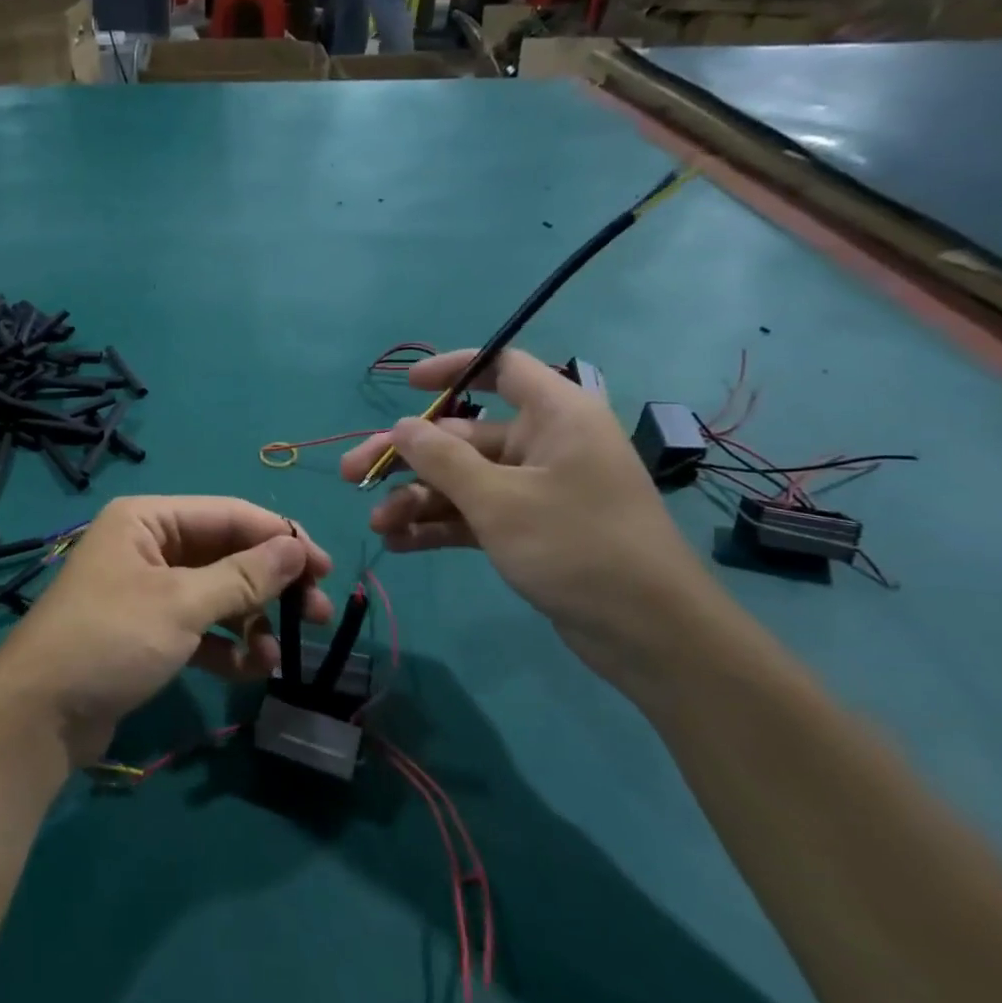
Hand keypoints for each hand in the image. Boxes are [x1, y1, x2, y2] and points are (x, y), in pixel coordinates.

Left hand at [0, 498, 331, 764]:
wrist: (38, 717)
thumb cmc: (110, 640)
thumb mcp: (181, 605)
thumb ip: (243, 576)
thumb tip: (298, 548)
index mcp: (148, 519)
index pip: (229, 515)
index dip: (281, 538)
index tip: (326, 569)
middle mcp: (148, 545)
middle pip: (226, 554)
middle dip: (271, 586)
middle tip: (319, 615)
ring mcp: (146, 590)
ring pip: (216, 594)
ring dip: (251, 622)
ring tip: (277, 657)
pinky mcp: (146, 632)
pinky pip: (198, 627)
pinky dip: (224, 645)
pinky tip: (248, 671)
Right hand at [339, 349, 715, 687]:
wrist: (649, 635)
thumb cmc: (578, 546)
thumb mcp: (499, 500)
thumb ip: (442, 459)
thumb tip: (400, 426)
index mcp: (555, 415)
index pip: (502, 367)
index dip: (452, 368)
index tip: (406, 386)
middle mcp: (543, 444)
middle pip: (461, 435)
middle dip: (406, 457)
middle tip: (352, 473)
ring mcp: (535, 490)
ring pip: (461, 480)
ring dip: (416, 499)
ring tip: (377, 525)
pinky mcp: (529, 529)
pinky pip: (473, 515)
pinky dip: (438, 526)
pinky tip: (399, 544)